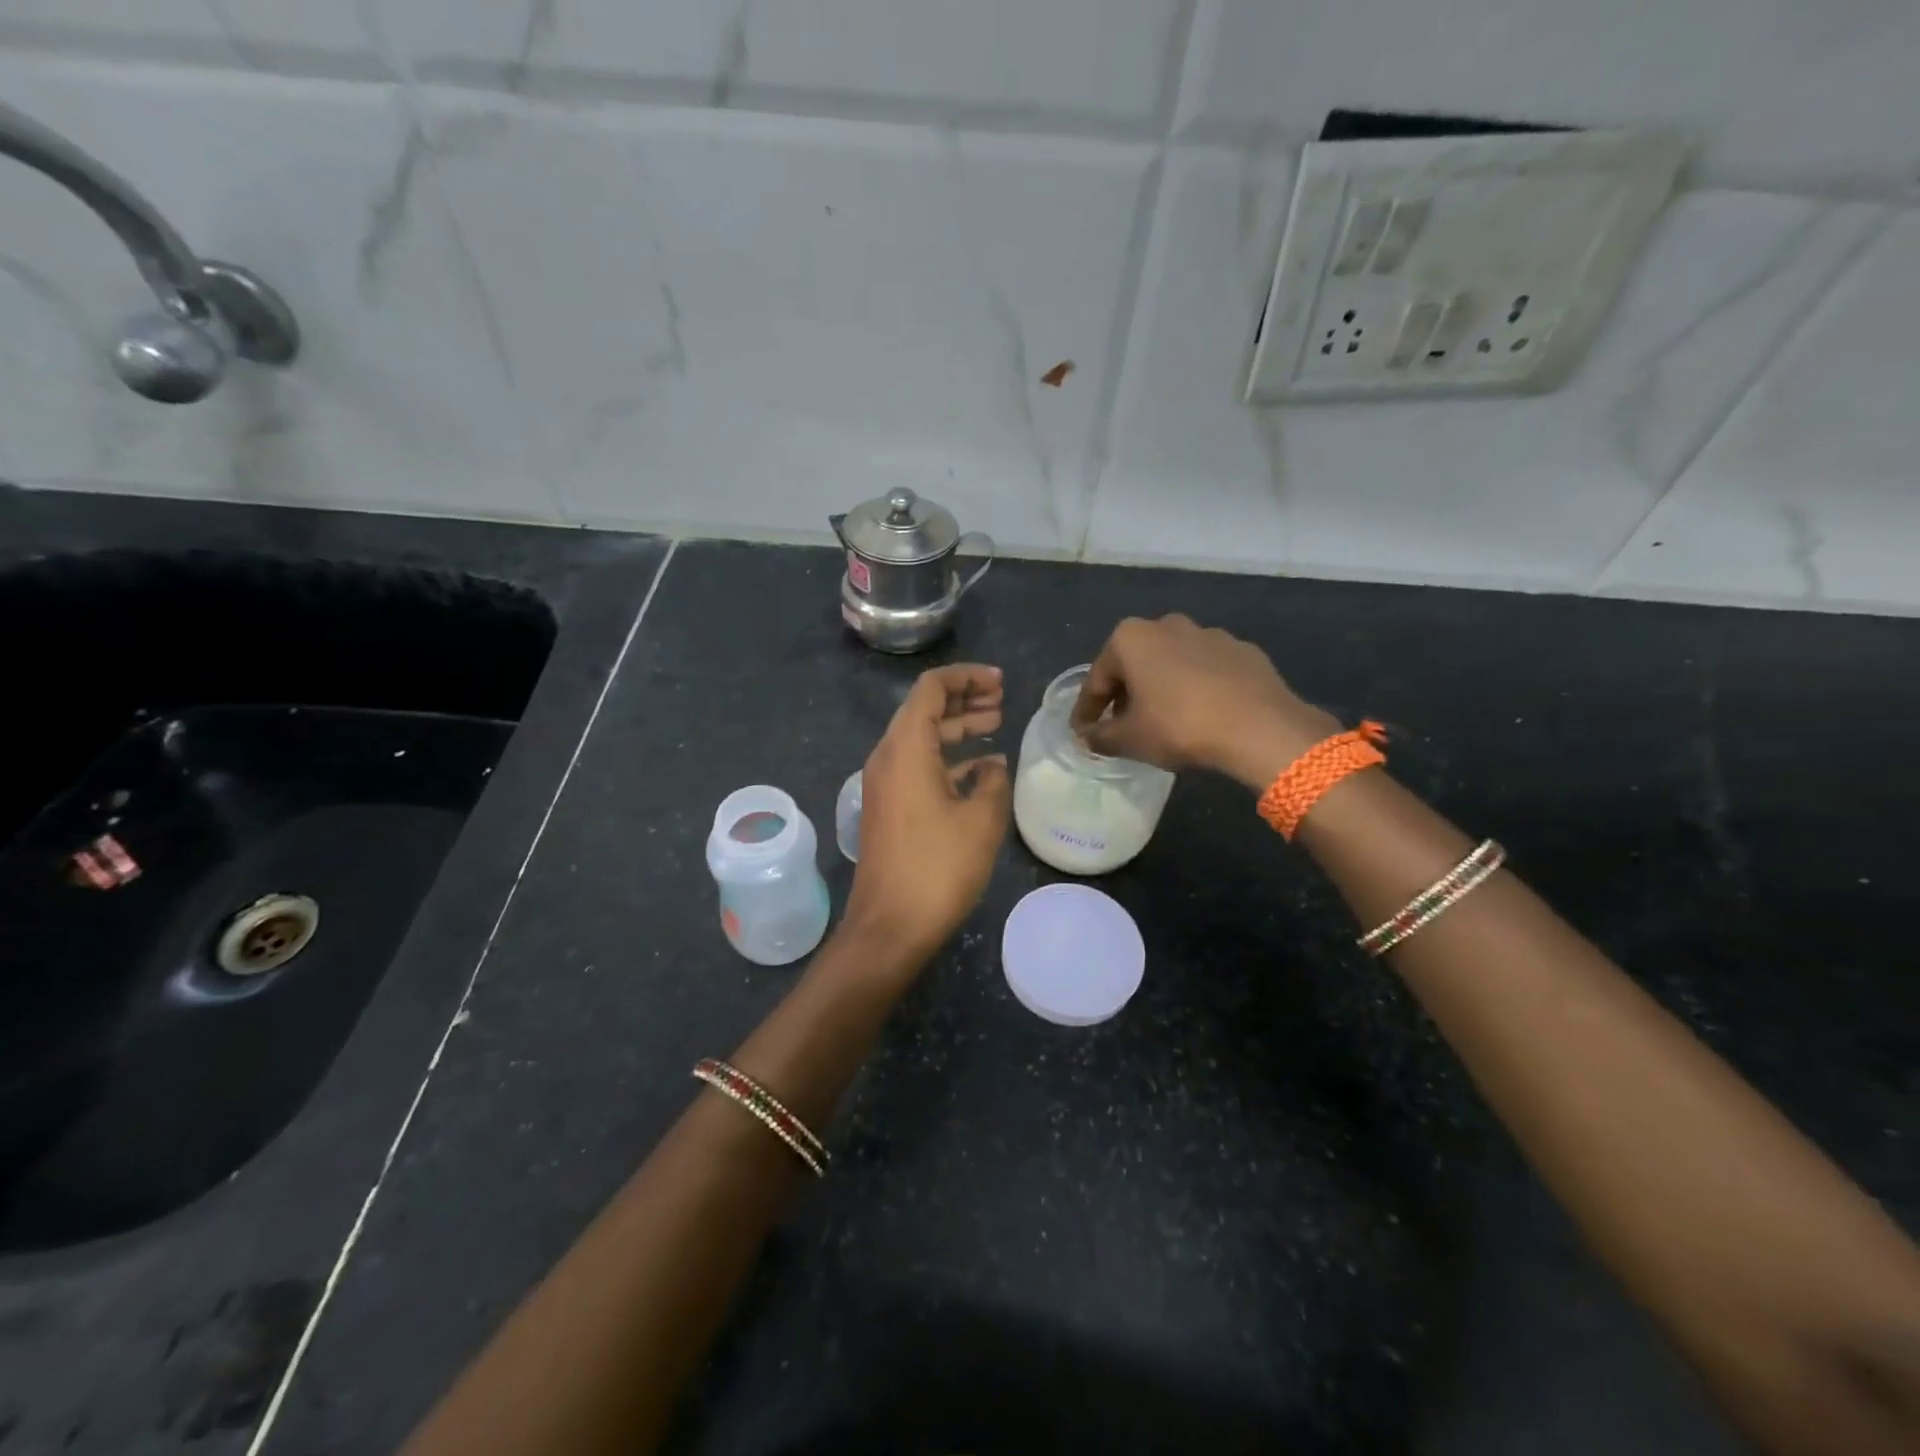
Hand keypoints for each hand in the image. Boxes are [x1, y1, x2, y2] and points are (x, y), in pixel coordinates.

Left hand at [845, 663, 1010, 963]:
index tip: (1001, 682)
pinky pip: (918, 766)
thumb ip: (994, 781)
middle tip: (1002, 700)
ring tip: (996, 723)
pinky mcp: (888, 807)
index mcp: (905, 747)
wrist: (890, 926)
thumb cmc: (938, 868)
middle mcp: (888, 756)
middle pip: (924, 709)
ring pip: (921, 738)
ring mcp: (884, 783)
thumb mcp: (982, 820)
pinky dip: (948, 758)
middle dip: (964, 698)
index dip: (967, 677)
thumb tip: (993, 764)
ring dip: (957, 728)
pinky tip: (981, 769)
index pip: (932, 688)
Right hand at [1070, 615, 1337, 790]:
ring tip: (1163, 722)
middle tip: (1121, 726)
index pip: (1097, 678)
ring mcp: (1209, 634)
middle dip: (1125, 694)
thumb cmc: (1179, 726)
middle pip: (1135, 664)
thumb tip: (1086, 738)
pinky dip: (1196, 689)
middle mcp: (1167, 624)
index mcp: (1131, 638)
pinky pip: (1206, 671)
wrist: (1259, 727)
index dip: (1087, 710)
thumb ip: (1100, 737)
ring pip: (1172, 664)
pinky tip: (1201, 715)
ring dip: (1161, 689)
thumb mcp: (1129, 739)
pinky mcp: (1243, 650)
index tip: (1083, 732)